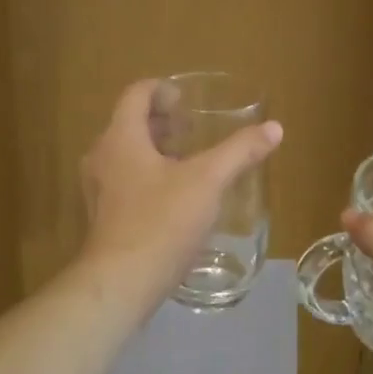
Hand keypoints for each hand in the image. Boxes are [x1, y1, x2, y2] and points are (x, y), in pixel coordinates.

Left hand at [80, 79, 283, 298]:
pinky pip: (124, 181)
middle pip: (129, 124)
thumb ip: (240, 151)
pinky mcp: (102, 217)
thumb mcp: (208, 181)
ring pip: (126, 154)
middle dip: (161, 122)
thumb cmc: (162, 222)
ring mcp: (98, 189)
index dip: (161, 90)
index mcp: (121, 138)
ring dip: (154, 150)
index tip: (186, 100)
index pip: (136, 95)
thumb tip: (274, 128)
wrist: (121, 283)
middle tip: (192, 129)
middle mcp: (102, 157)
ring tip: (187, 162)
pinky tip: (175, 198)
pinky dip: (147, 176)